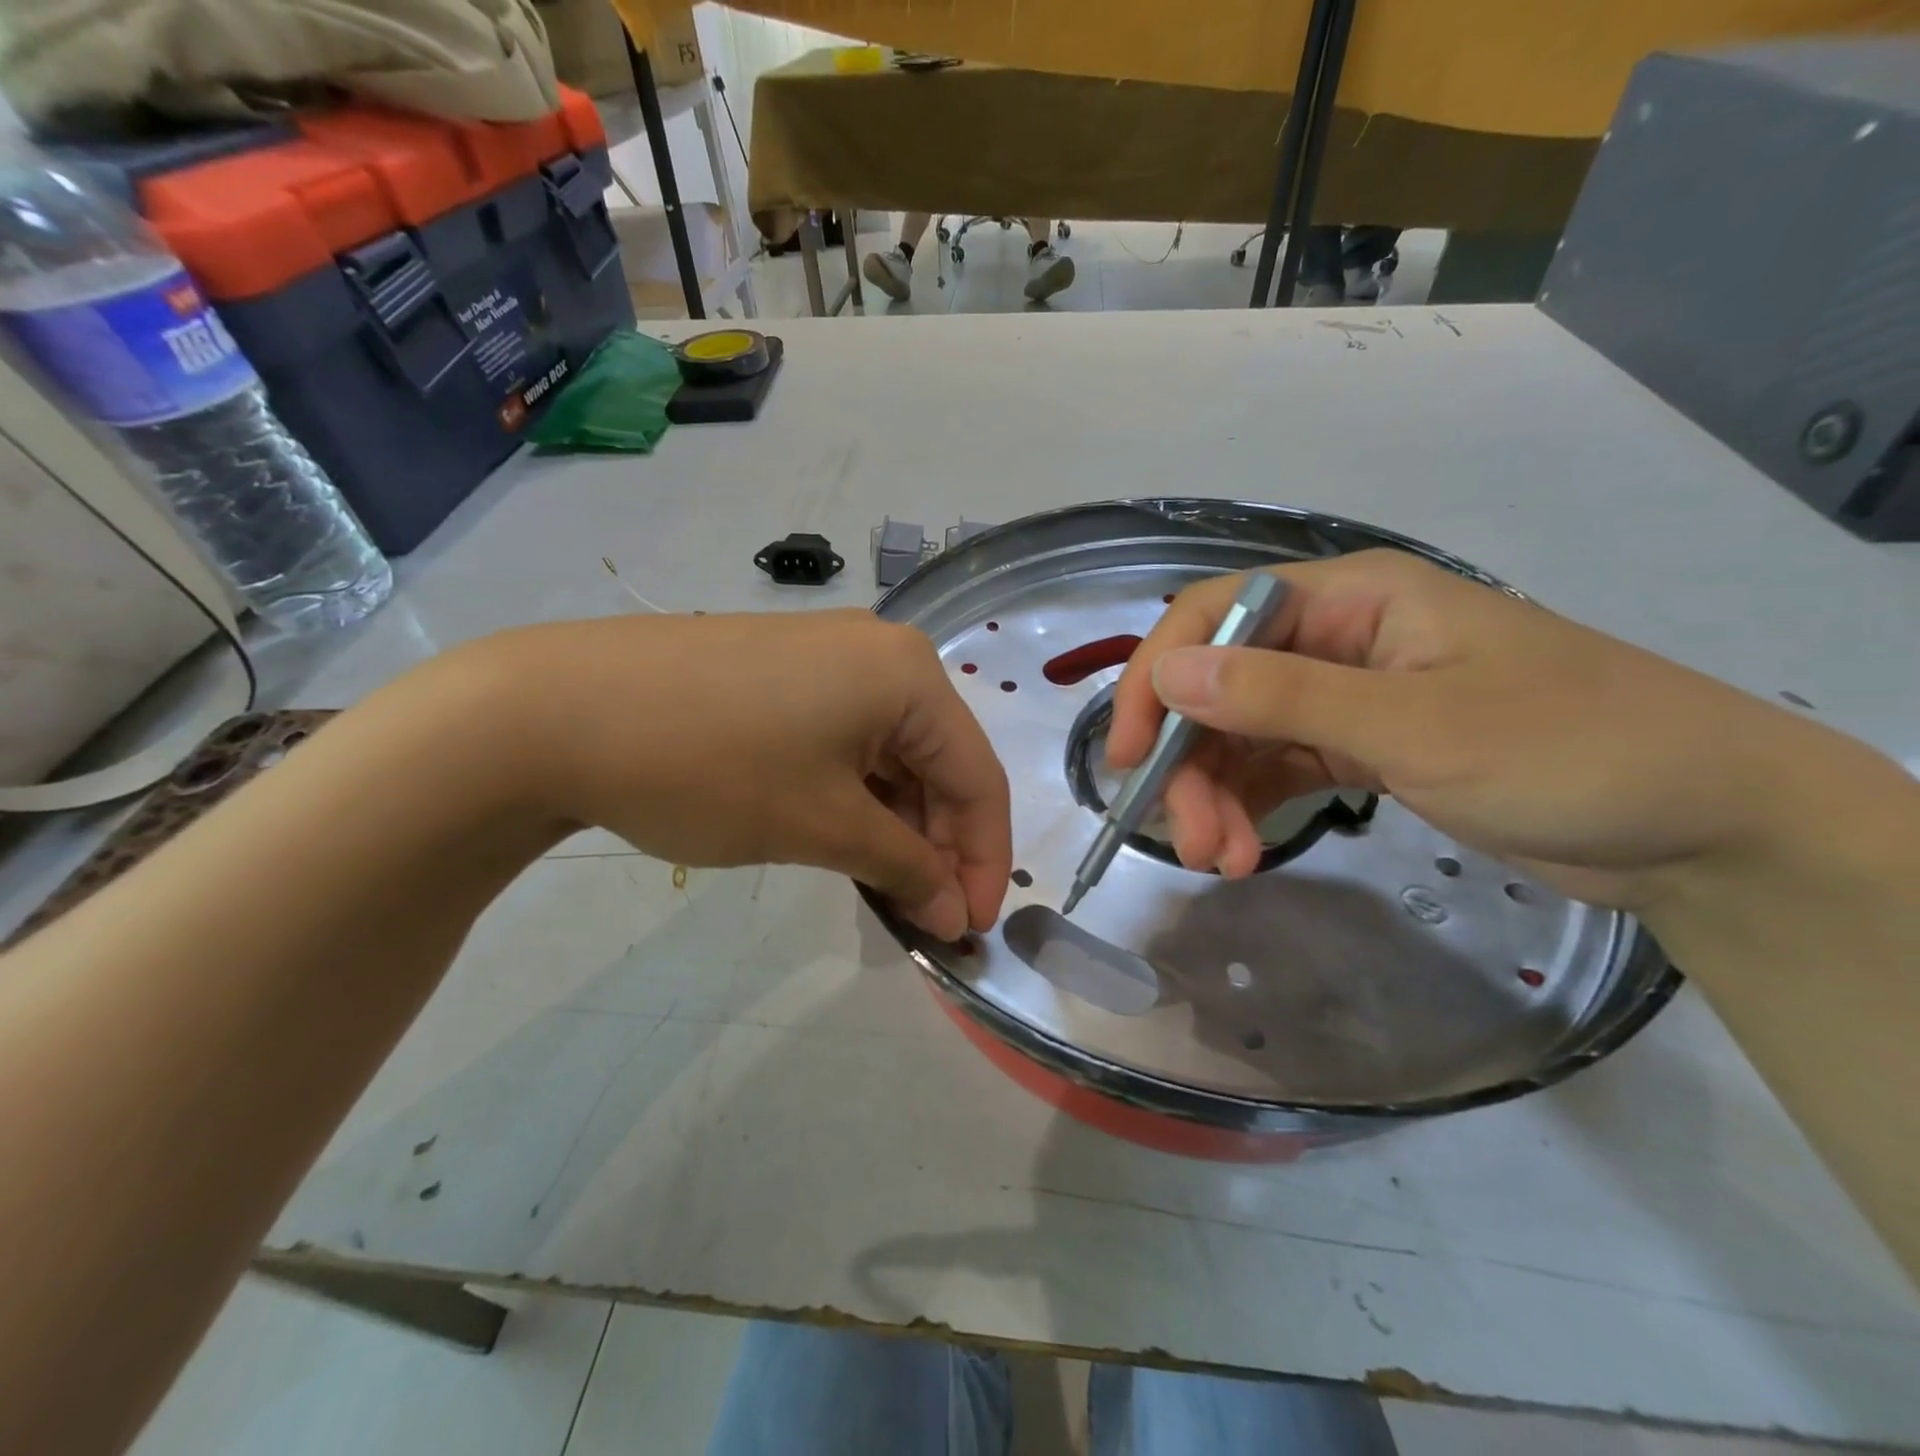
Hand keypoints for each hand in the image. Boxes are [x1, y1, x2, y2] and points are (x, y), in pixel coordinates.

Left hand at [476, 610, 1011, 938]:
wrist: (554, 710)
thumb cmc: (712, 766)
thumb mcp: (823, 825)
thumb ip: (905, 868)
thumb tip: (956, 912)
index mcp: (909, 674)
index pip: (978, 776)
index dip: (985, 860)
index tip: (971, 930)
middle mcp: (880, 652)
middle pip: (938, 761)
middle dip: (938, 844)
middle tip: (923, 916)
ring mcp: (827, 656)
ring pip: (891, 753)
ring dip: (896, 824)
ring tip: (880, 886)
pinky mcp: (782, 672)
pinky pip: (847, 739)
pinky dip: (856, 794)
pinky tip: (842, 836)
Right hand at [1108, 550, 1862, 912]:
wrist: (1705, 828)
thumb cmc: (1570, 751)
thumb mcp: (1415, 725)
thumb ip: (1282, 698)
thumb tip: (1168, 674)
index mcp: (1349, 599)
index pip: (1213, 615)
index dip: (1157, 678)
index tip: (1127, 754)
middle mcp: (1334, 638)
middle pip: (1218, 686)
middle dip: (1189, 762)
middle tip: (1186, 839)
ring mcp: (1344, 696)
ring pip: (1239, 735)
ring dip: (1215, 795)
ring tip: (1220, 861)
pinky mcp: (1358, 749)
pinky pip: (1274, 768)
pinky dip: (1249, 807)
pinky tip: (1242, 850)